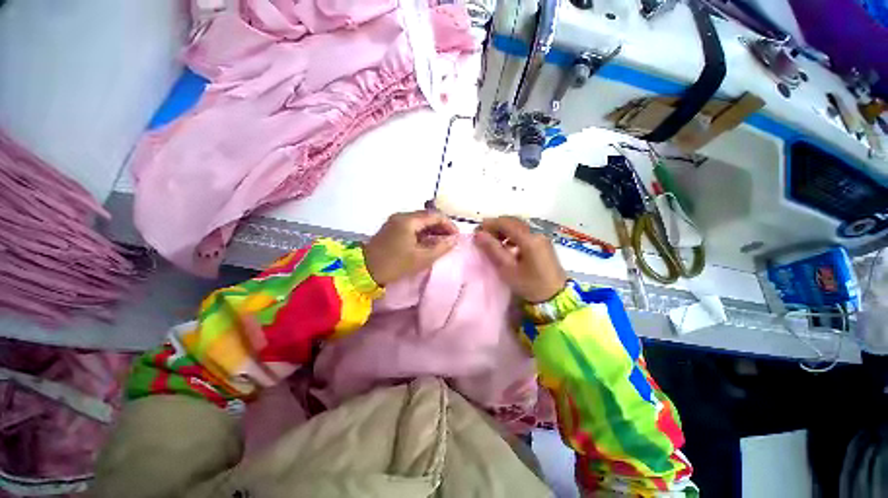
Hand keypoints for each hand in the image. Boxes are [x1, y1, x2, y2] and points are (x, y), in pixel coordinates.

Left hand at [363, 210, 458, 285]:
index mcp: (409, 220)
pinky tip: (428, 243)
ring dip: (432, 230)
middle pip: (427, 216)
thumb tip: (454, 240)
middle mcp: (402, 216)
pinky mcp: (392, 229)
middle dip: (441, 227)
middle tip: (451, 240)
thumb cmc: (395, 264)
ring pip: (420, 222)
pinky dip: (423, 233)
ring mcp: (395, 222)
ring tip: (442, 243)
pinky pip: (412, 227)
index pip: (435, 216)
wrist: (364, 271)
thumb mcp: (421, 258)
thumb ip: (440, 247)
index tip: (456, 237)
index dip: (449, 225)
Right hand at [474, 216, 566, 302]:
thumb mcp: (508, 269)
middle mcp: (537, 232)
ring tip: (492, 241)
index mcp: (529, 238)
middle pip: (513, 221)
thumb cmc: (530, 285)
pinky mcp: (543, 242)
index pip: (506, 222)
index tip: (476, 231)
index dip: (489, 224)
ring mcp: (541, 236)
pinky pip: (524, 232)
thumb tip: (478, 234)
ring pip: (519, 226)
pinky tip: (507, 246)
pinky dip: (512, 234)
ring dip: (504, 229)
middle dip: (496, 225)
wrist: (556, 297)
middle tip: (483, 236)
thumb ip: (493, 249)